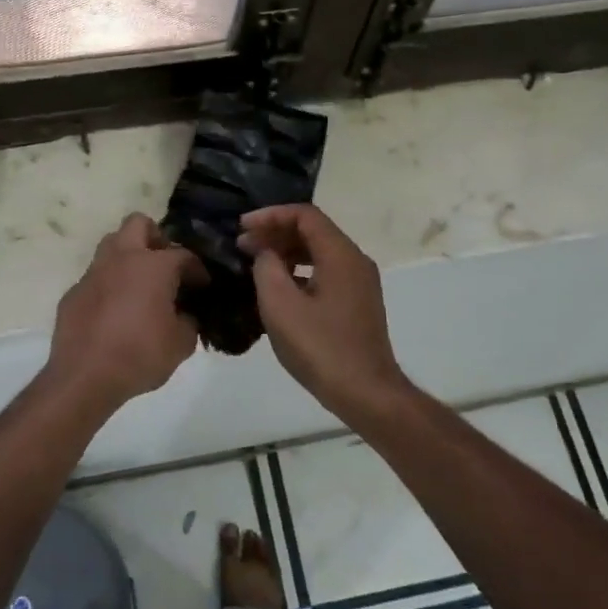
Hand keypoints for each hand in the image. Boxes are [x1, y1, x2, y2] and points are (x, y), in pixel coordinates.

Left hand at [45, 214, 202, 407]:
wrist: (85, 377)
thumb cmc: (140, 355)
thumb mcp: (181, 344)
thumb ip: (188, 322)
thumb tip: (184, 315)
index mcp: (153, 266)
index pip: (183, 254)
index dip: (197, 269)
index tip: (202, 285)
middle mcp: (121, 259)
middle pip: (138, 224)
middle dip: (155, 237)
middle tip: (165, 265)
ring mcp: (92, 274)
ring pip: (111, 246)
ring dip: (128, 258)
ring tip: (141, 286)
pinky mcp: (73, 293)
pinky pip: (95, 278)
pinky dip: (108, 286)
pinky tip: (115, 312)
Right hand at [238, 204, 410, 420]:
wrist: (366, 392)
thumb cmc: (320, 347)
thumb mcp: (280, 305)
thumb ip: (267, 268)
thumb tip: (265, 254)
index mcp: (341, 254)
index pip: (305, 215)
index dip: (270, 215)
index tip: (241, 227)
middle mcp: (355, 261)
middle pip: (313, 231)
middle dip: (276, 233)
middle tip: (242, 246)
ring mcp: (359, 283)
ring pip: (319, 253)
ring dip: (286, 253)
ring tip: (255, 264)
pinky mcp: (357, 304)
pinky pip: (325, 273)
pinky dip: (299, 272)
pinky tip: (277, 289)